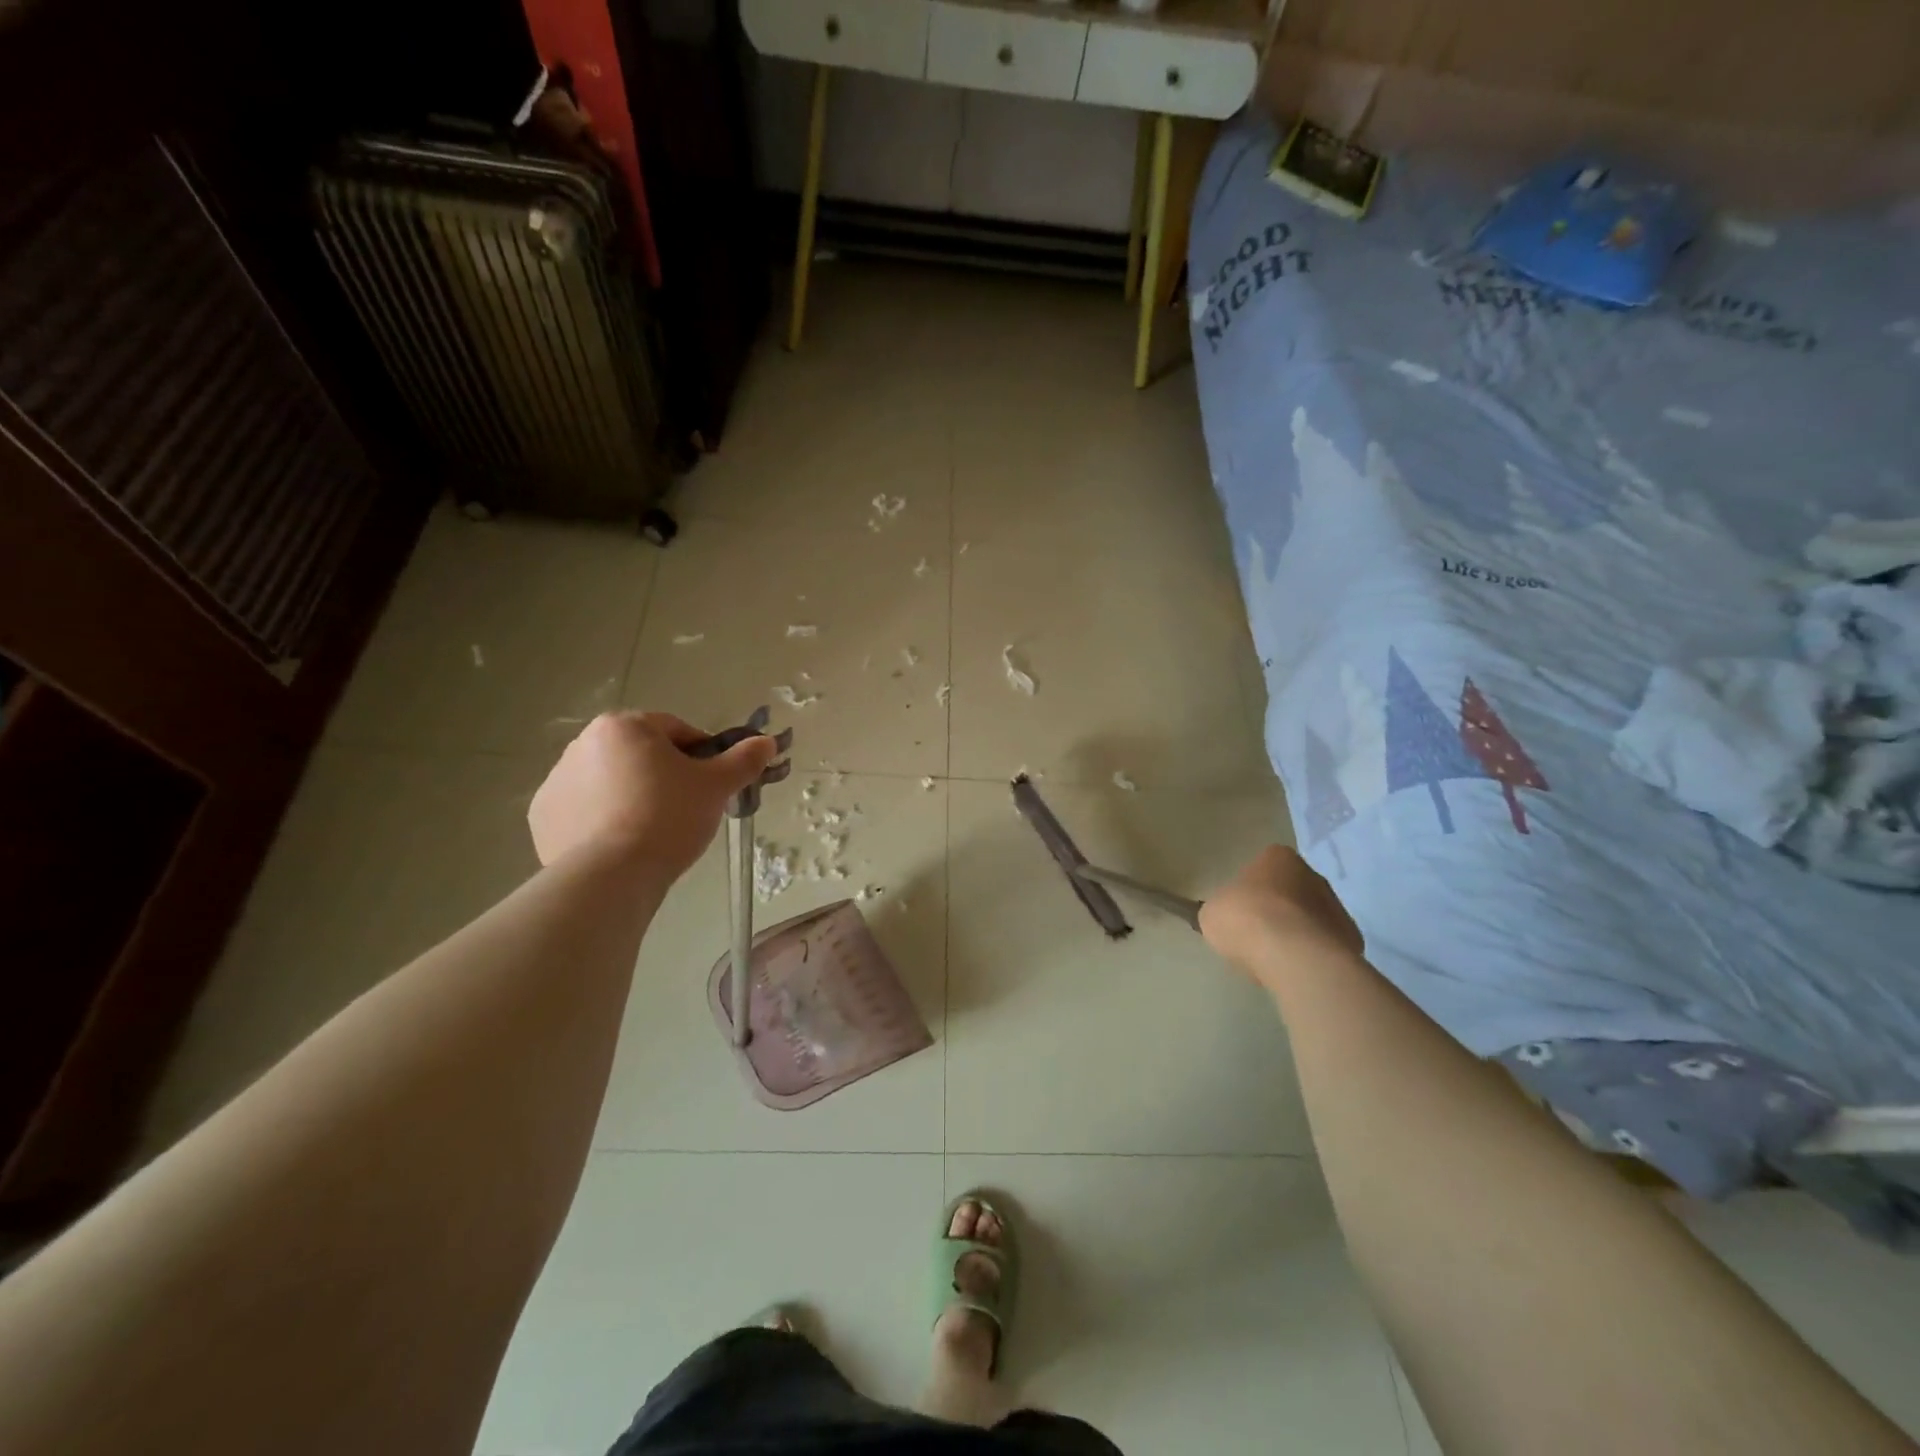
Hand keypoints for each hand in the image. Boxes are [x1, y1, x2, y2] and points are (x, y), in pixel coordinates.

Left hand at [528, 712, 778, 879]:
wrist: (612, 875)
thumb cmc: (668, 817)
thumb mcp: (716, 786)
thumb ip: (743, 760)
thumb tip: (768, 742)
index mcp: (624, 726)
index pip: (676, 730)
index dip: (702, 755)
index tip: (712, 783)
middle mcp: (583, 743)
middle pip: (640, 754)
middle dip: (664, 775)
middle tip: (686, 809)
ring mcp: (557, 780)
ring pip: (611, 781)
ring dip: (632, 795)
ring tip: (654, 831)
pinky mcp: (542, 817)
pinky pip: (584, 810)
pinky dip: (602, 820)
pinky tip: (622, 844)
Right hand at [1200, 845, 1362, 986]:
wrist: (1293, 955)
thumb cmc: (1245, 918)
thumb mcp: (1213, 912)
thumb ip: (1223, 908)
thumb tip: (1228, 917)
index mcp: (1277, 857)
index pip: (1262, 867)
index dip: (1250, 890)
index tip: (1241, 911)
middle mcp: (1312, 874)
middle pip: (1290, 891)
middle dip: (1277, 910)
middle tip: (1257, 934)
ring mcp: (1336, 906)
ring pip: (1310, 918)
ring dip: (1296, 932)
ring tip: (1276, 958)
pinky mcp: (1351, 938)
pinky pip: (1324, 944)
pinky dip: (1312, 954)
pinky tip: (1296, 969)